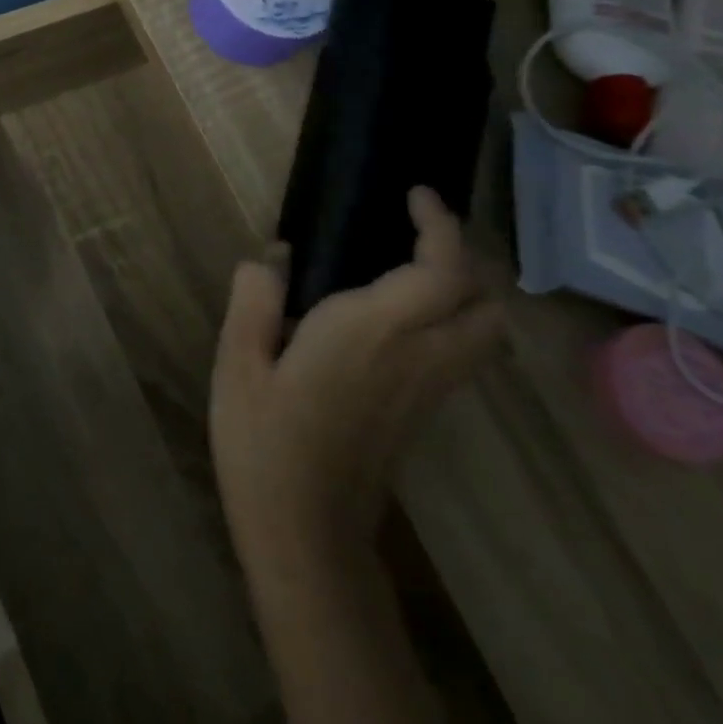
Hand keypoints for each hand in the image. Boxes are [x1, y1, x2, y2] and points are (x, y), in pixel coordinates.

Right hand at [211, 187, 503, 570]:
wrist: (303, 528)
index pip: (441, 272)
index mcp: (369, 333)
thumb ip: (253, 299)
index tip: (414, 195)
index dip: (440, 227)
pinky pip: (463, 354)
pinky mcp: (424, 413)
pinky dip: (453, 320)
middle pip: (485, 303)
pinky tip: (399, 318)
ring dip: (465, 291)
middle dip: (464, 259)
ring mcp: (429, 390)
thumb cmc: (263, 440)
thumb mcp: (236, 362)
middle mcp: (417, 357)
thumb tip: (268, 258)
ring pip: (485, 333)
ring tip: (411, 269)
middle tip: (415, 235)